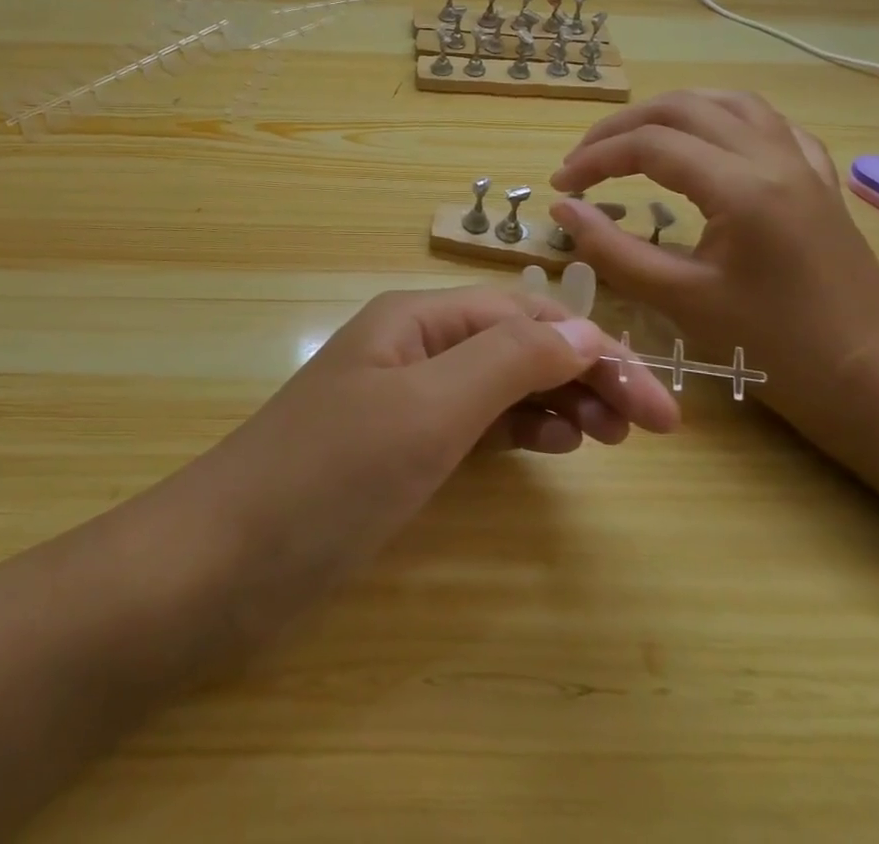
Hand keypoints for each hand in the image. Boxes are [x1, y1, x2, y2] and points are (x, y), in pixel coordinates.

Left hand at [175, 286, 679, 629]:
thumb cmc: (327, 477)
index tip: (658, 406)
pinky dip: (519, 428)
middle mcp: (414, 345)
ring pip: (500, 382)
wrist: (221, 562)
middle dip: (584, 374)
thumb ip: (508, 361)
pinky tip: (551, 446)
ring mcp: (404, 397)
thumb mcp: (426, 410)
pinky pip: (475, 422)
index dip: (594, 349)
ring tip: (607, 438)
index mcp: (417, 318)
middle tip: (647, 429)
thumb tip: (584, 330)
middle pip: (517, 344)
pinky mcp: (397, 447)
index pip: (526, 317)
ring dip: (557, 399)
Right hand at [547, 90, 878, 431]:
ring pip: (729, 103)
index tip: (560, 185)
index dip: (595, 159)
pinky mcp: (820, 181)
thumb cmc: (775, 350)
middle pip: (683, 108)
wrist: (874, 384)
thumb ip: (612, 250)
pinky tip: (711, 144)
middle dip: (623, 127)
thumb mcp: (680, 301)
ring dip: (673, 112)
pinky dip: (726, 122)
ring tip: (635, 139)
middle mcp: (774, 157)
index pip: (649, 145)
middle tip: (585, 160)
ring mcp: (804, 164)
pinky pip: (770, 126)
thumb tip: (564, 207)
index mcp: (742, 186)